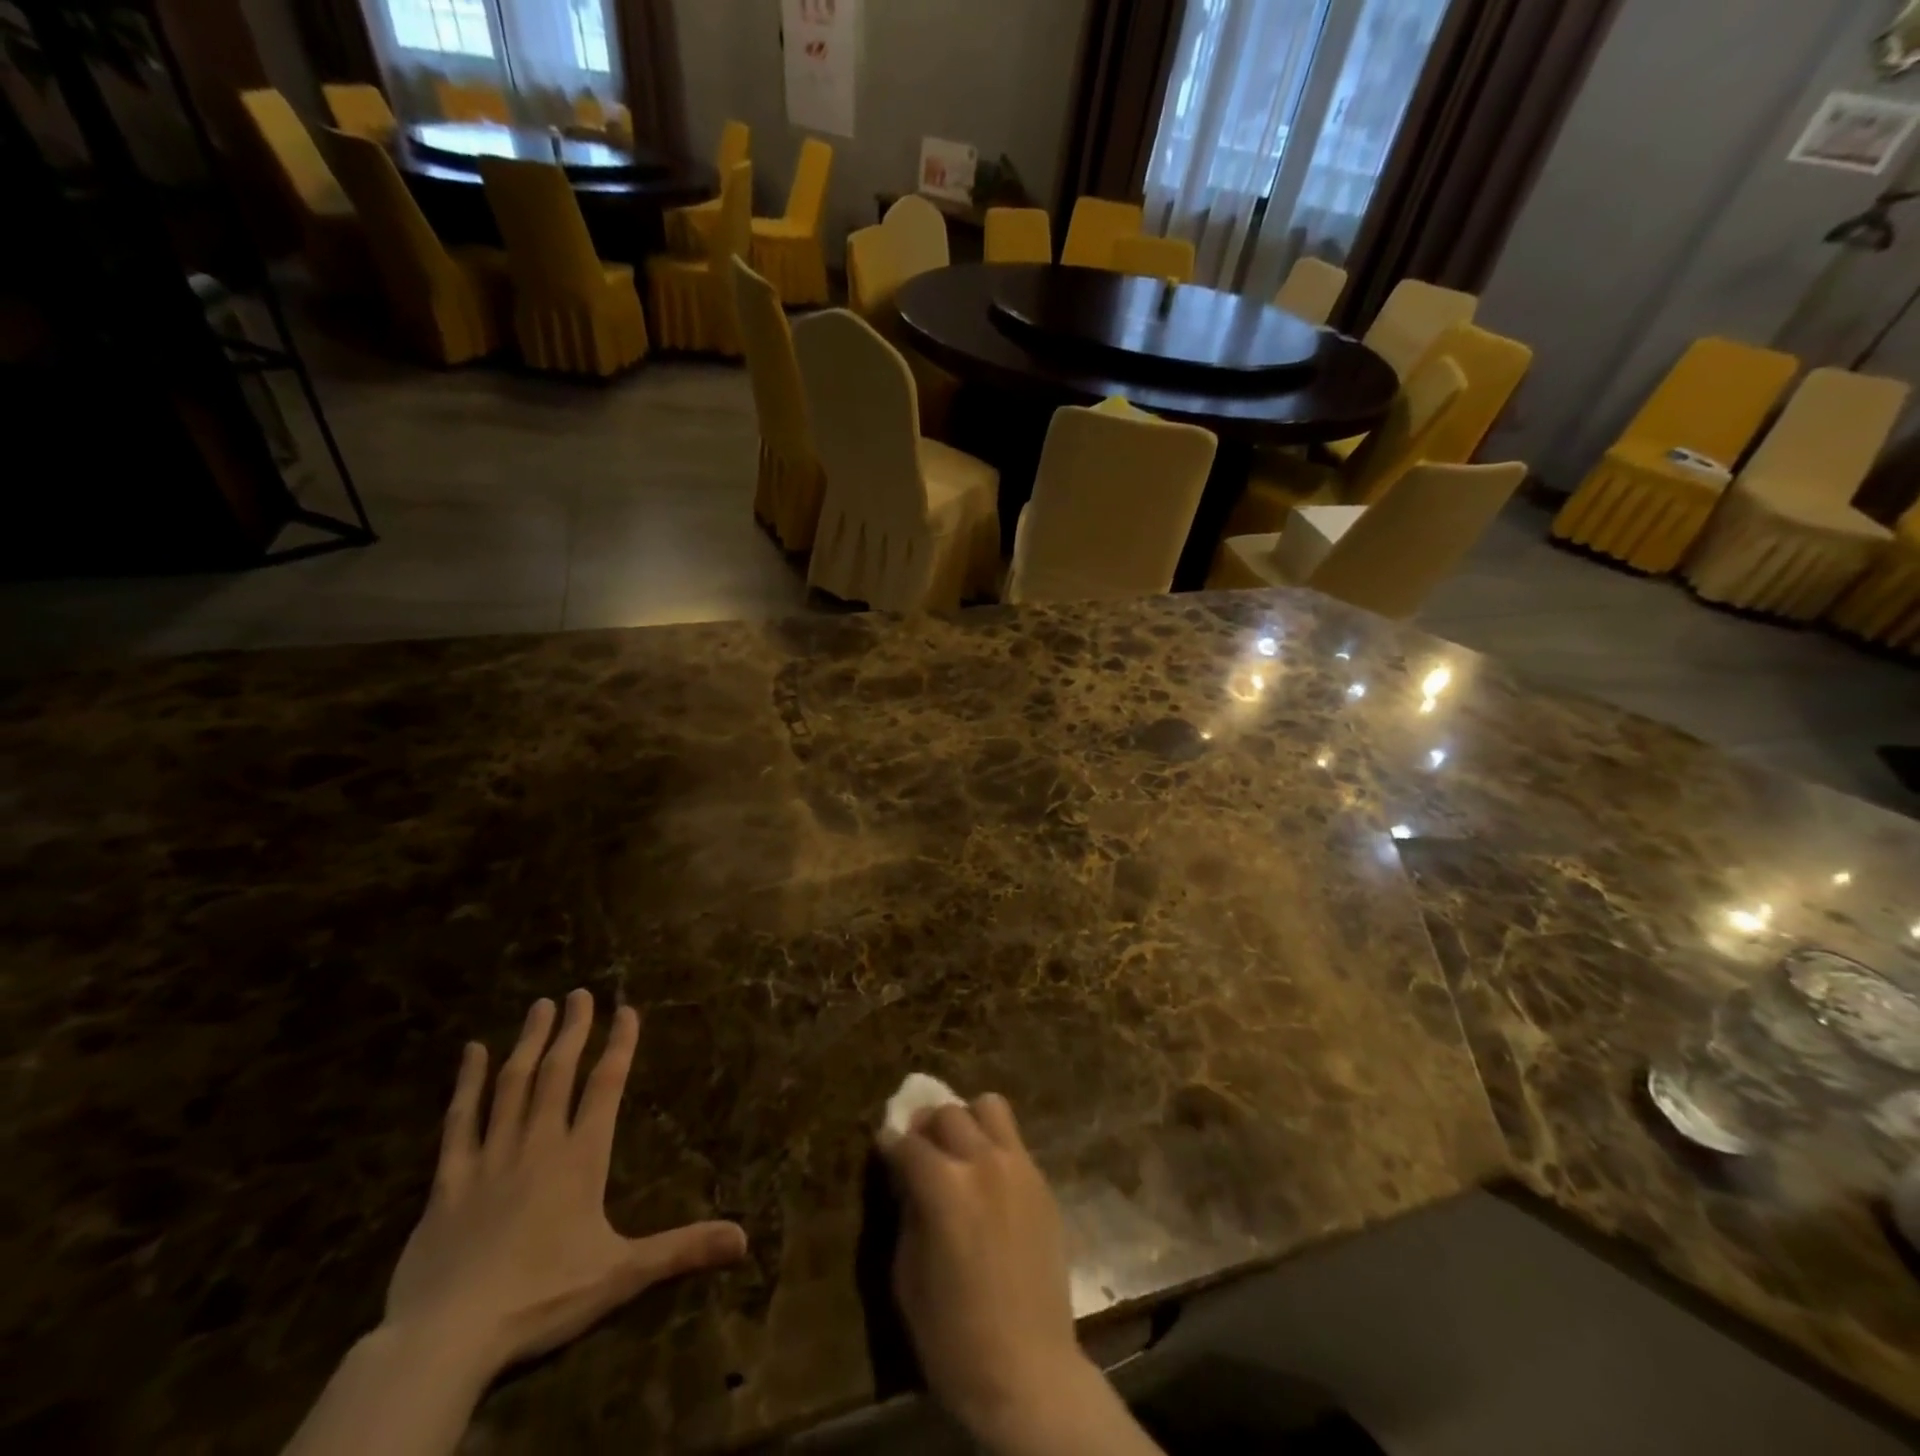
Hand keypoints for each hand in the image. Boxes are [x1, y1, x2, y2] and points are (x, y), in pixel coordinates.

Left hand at [383, 990, 748, 1378]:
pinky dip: (467, 1083)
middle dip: (572, 1030)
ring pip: (512, 1086)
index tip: (627, 1009)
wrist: (445, 1338)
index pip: (606, 1086)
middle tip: (579, 993)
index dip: (619, 1045)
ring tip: (539, 1006)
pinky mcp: (448, 1181)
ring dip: (528, 1043)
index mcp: (580, 1159)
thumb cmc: (541, 1299)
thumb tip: (744, 1239)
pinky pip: (459, 1121)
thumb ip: (682, 1249)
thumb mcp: (621, 1276)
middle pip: (558, 1073)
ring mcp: (490, 1158)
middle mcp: (538, 1144)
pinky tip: (472, 1051)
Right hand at [878, 1096, 1093, 1445]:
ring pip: (989, 1107)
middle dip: (926, 1126)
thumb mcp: (907, 1275)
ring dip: (968, 1121)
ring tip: (960, 1151)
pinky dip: (994, 1145)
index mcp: (944, 1187)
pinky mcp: (1042, 1182)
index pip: (907, 1142)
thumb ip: (907, 1211)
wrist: (1027, 1371)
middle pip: (948, 1112)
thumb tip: (907, 1177)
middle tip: (919, 1150)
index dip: (890, 1143)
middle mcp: (983, 1163)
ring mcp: (1019, 1167)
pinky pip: (1014, 1141)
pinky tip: (988, 1179)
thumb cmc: (953, 1336)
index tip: (885, 1148)